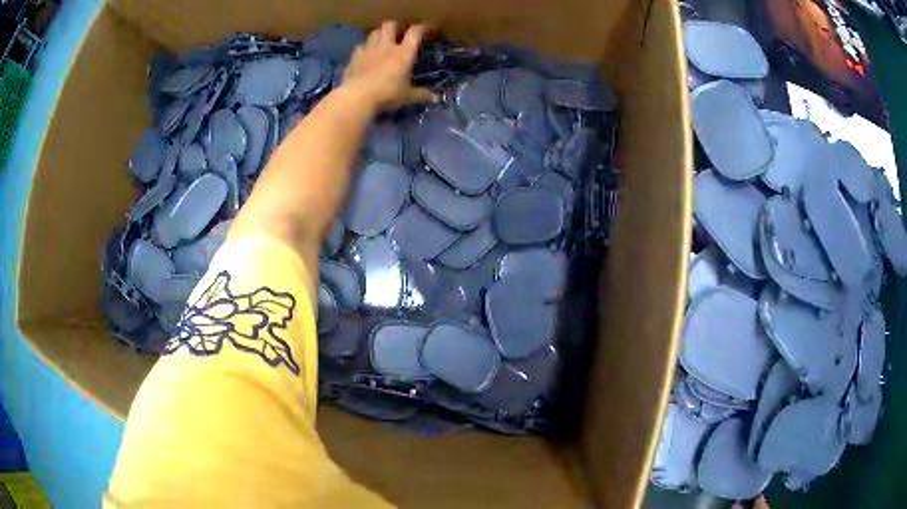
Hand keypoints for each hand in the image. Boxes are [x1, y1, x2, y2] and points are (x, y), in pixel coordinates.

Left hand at [342, 21, 437, 109]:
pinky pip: (360, 46)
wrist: (357, 97)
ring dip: (379, 34)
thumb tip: (437, 98)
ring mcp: (368, 50)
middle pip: (390, 25)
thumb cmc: (387, 94)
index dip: (423, 27)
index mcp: (403, 52)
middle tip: (399, 33)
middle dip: (396, 26)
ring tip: (382, 42)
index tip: (428, 29)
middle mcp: (386, 46)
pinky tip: (366, 55)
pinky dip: (364, 48)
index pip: (415, 32)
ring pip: (374, 32)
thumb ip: (422, 94)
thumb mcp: (408, 96)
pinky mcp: (354, 58)